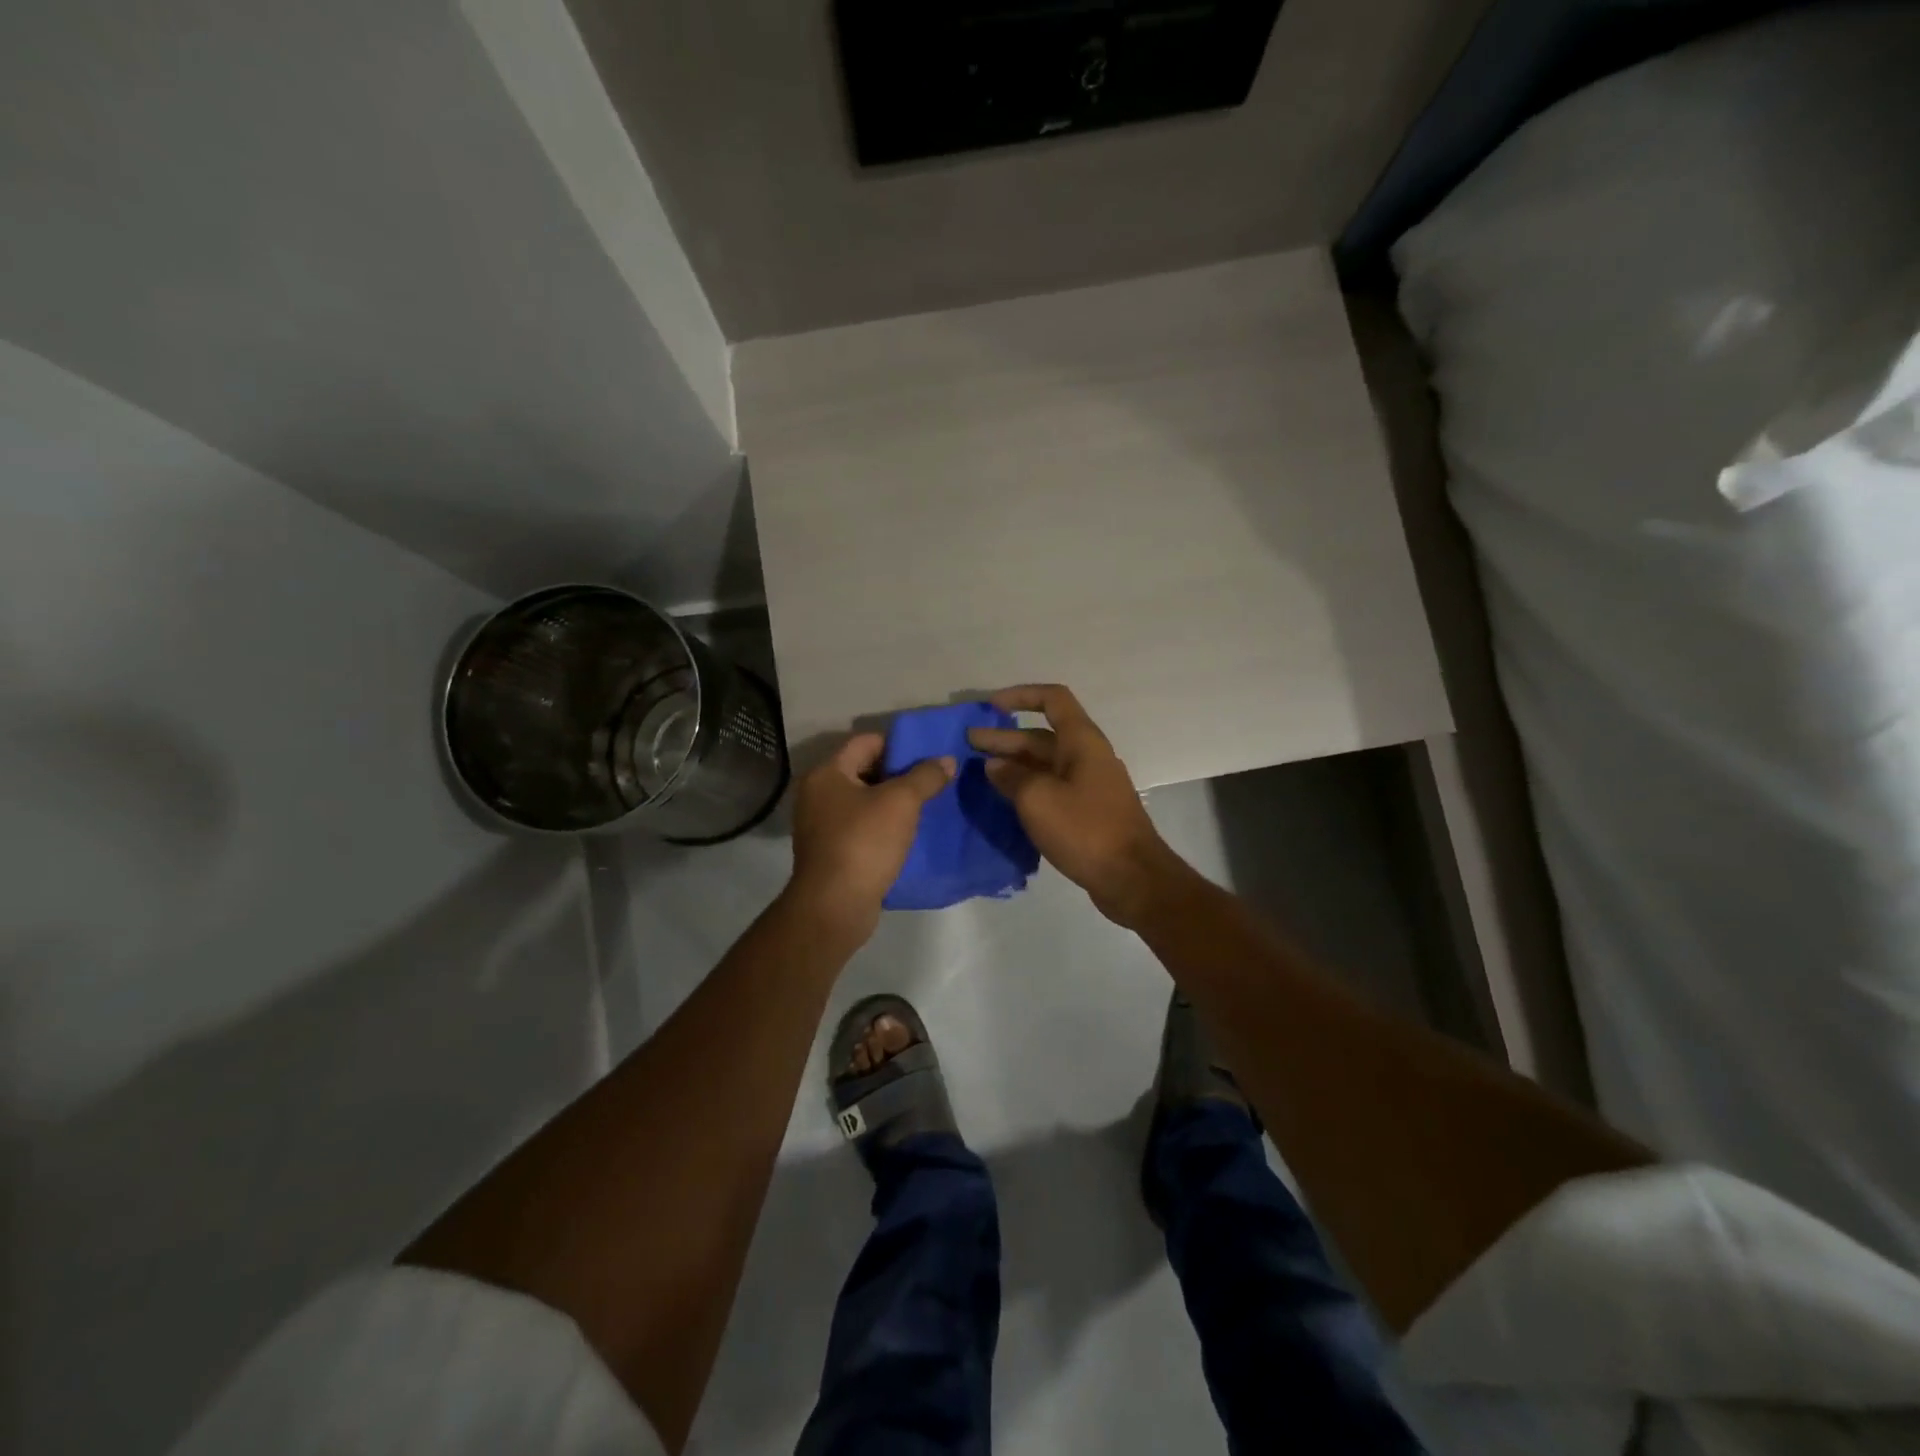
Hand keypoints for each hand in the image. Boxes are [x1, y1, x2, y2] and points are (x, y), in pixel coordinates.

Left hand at [786, 734, 953, 946]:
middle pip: (865, 770)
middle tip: (933, 780)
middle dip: (900, 774)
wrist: (835, 906)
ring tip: (927, 806)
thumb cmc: (864, 842)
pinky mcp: (831, 852)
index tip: (929, 755)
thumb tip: (948, 760)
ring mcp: (821, 825)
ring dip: (893, 803)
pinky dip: (884, 826)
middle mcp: (817, 794)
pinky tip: (909, 834)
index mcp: (827, 773)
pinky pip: (862, 828)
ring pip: (865, 801)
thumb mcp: (902, 802)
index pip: (867, 741)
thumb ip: (926, 776)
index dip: (900, 744)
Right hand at [968, 685, 1185, 927]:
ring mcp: (1089, 785)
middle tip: (968, 744)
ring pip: (1045, 764)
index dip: (1020, 696)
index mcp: (1082, 741)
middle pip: (1042, 736)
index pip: (1052, 699)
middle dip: (1004, 737)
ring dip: (1013, 763)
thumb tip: (995, 766)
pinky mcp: (1087, 811)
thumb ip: (1011, 777)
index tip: (990, 707)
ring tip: (979, 772)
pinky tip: (1004, 799)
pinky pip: (1052, 788)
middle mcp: (1087, 756)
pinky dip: (1027, 787)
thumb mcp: (1038, 798)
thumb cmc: (1085, 829)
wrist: (1132, 878)